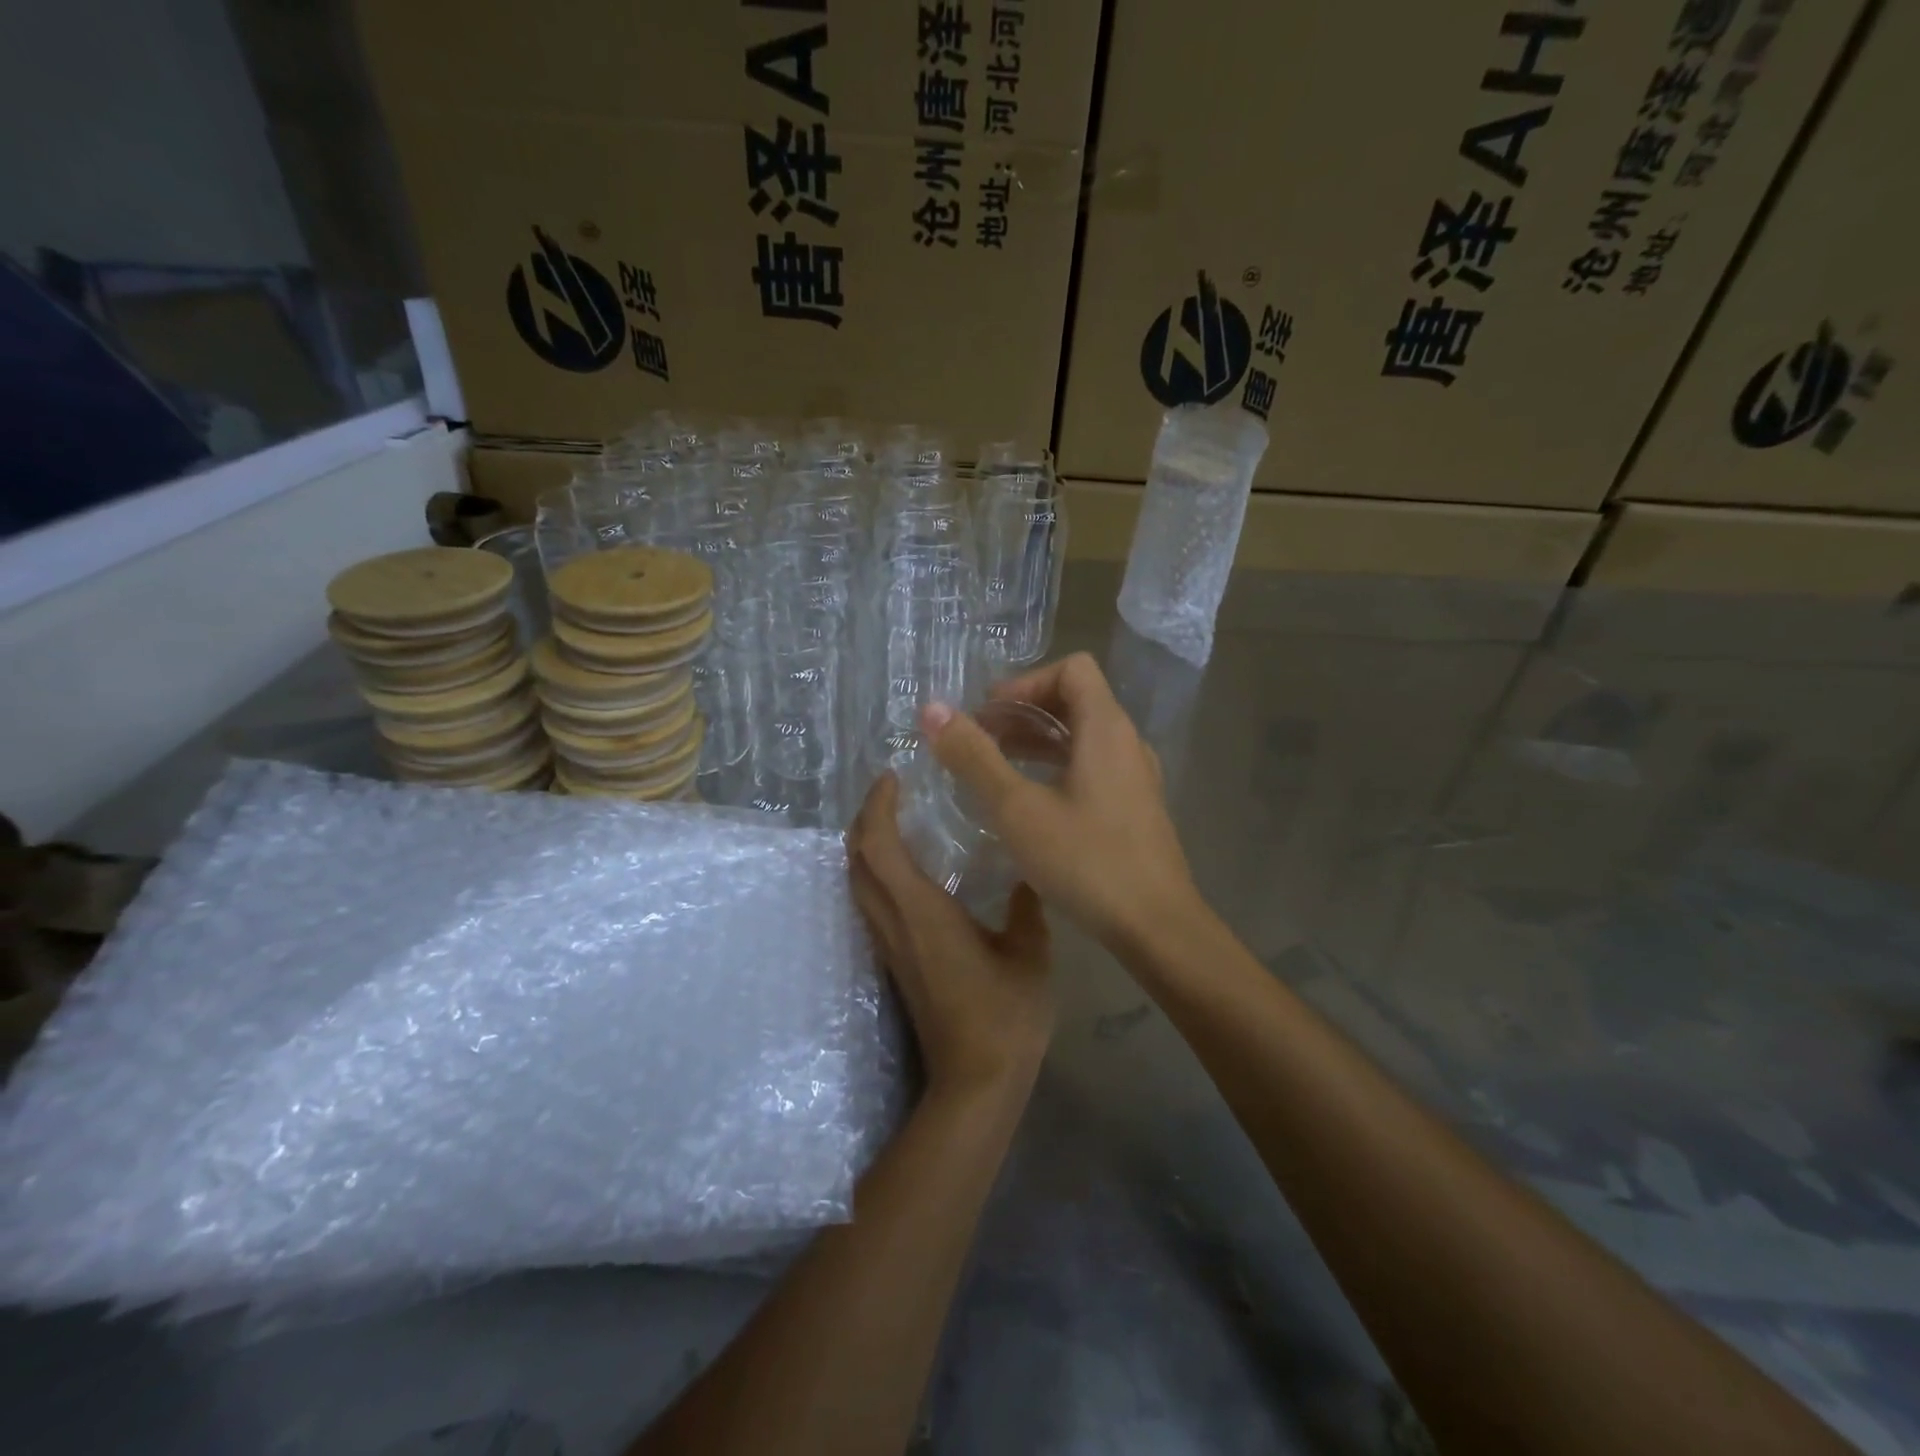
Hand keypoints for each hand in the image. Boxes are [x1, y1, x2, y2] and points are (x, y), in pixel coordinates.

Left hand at [847, 774, 1052, 1096]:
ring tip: (894, 820)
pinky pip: (870, 903)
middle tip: (890, 792)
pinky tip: (905, 870)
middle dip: (863, 819)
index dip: (877, 805)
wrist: (974, 1082)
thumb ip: (1025, 906)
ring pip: (857, 883)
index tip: (892, 775)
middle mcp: (893, 922)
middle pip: (855, 859)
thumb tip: (1025, 875)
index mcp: (921, 910)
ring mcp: (889, 945)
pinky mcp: (894, 963)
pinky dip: (875, 873)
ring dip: (865, 846)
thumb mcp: (1030, 952)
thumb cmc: (1004, 1014)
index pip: (878, 845)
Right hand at [923, 652, 1198, 948]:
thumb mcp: (1017, 809)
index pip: (1072, 668)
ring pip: (1083, 737)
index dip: (1026, 682)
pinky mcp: (1135, 808)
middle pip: (1076, 700)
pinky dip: (1056, 768)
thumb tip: (932, 710)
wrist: (1157, 927)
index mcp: (1107, 728)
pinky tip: (1028, 802)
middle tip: (979, 739)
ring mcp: (1135, 777)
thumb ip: (974, 757)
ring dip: (1037, 741)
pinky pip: (1092, 767)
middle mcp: (1127, 743)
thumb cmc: (1086, 861)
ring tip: (994, 767)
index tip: (989, 715)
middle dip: (1023, 712)